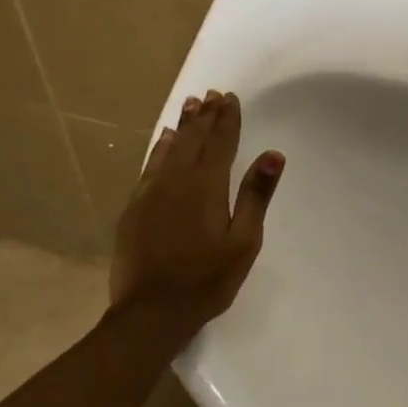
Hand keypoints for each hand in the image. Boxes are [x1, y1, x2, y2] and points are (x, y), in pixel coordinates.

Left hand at [108, 90, 284, 336]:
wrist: (150, 312)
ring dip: (183, 126)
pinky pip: (149, 165)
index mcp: (207, 187)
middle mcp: (176, 181)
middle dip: (205, 116)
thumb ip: (256, 195)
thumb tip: (273, 155)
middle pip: (193, 140)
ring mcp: (150, 192)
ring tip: (191, 105)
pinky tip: (164, 141)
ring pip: (169, 148)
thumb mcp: (244, 242)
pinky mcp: (134, 207)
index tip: (230, 97)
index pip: (220, 143)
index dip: (227, 119)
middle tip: (211, 94)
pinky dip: (160, 148)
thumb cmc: (206, 279)